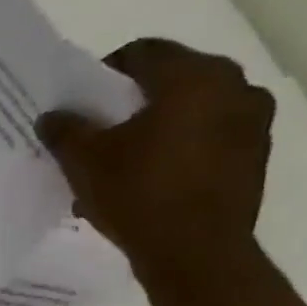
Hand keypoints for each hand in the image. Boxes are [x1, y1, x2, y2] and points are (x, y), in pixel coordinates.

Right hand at [36, 38, 276, 286]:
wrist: (196, 252)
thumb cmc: (139, 194)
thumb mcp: (85, 162)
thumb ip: (66, 130)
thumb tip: (52, 115)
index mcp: (193, 76)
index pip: (142, 53)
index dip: (104, 73)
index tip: (80, 102)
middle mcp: (234, 86)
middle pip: (170, 80)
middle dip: (129, 103)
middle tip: (97, 132)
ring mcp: (252, 121)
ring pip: (190, 111)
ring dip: (155, 127)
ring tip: (120, 161)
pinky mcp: (253, 155)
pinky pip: (207, 139)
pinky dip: (177, 150)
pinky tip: (148, 181)